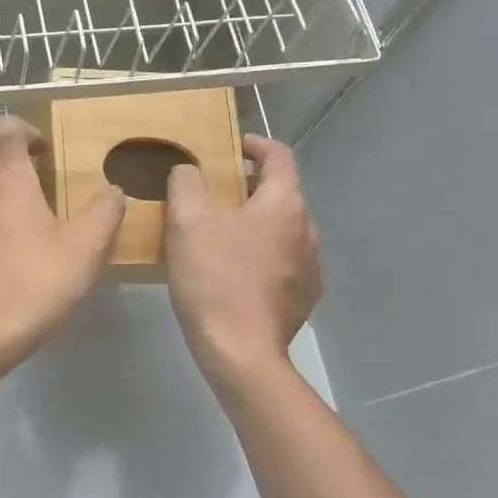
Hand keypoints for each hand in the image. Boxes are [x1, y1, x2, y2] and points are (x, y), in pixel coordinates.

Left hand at [0, 116, 125, 358]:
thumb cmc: (38, 281)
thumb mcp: (86, 248)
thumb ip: (105, 213)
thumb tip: (114, 191)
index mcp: (8, 180)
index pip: (5, 128)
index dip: (26, 130)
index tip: (47, 154)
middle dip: (12, 157)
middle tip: (40, 181)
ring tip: (23, 215)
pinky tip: (3, 246)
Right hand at [165, 134, 320, 389]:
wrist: (242, 352)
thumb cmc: (214, 279)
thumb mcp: (187, 222)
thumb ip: (186, 183)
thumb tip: (188, 169)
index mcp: (284, 204)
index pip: (279, 156)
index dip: (255, 145)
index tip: (231, 147)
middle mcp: (307, 230)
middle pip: (280, 194)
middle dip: (248, 187)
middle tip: (212, 194)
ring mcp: (310, 266)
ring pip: (281, 229)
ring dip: (255, 222)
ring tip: (220, 234)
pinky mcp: (304, 297)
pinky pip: (283, 261)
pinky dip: (261, 254)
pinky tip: (234, 271)